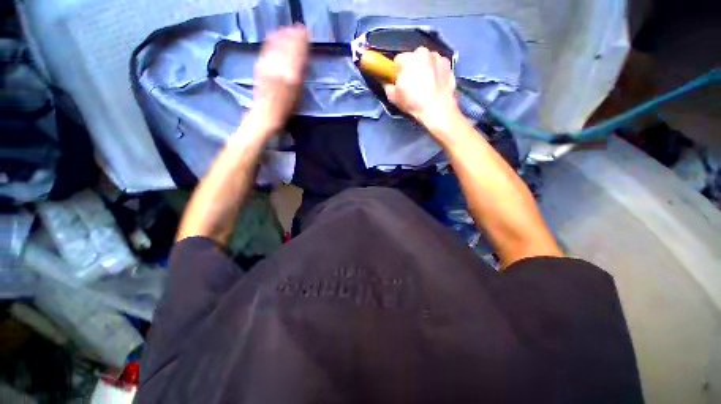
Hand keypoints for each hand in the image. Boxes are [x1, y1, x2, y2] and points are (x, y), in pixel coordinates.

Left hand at [252, 25, 308, 131]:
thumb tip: (304, 58)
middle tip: (299, 28)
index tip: (306, 32)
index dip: (302, 40)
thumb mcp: (299, 93)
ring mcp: (267, 65)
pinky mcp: (259, 65)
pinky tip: (274, 34)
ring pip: (276, 45)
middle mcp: (279, 67)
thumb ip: (301, 74)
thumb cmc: (287, 108)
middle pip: (287, 46)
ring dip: (283, 35)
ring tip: (288, 29)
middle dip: (293, 35)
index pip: (298, 53)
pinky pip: (266, 49)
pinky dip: (272, 40)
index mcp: (292, 76)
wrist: (265, 113)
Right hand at [383, 47, 460, 130]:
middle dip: (412, 69)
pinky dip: (436, 73)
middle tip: (412, 86)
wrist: (437, 109)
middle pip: (414, 59)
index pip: (398, 61)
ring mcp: (438, 57)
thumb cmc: (413, 102)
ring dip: (425, 69)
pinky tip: (434, 86)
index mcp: (407, 58)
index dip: (397, 72)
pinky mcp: (449, 65)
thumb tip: (388, 84)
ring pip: (427, 61)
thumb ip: (388, 87)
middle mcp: (423, 52)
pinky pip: (438, 67)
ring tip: (425, 87)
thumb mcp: (393, 98)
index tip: (399, 83)